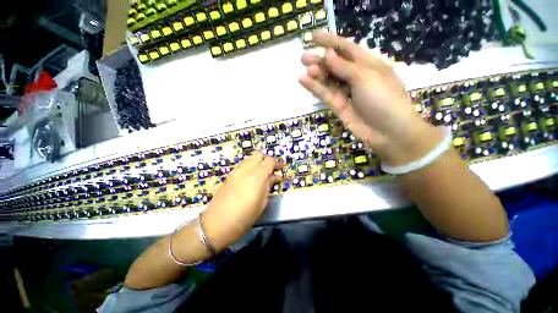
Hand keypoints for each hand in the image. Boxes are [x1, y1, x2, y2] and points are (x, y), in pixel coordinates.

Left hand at [202, 151, 282, 250]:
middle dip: (267, 160)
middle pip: (259, 155)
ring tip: (262, 173)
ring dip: (258, 162)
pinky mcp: (229, 175)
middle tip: (272, 170)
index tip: (281, 169)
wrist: (217, 224)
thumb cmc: (245, 216)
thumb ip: (268, 186)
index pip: (270, 161)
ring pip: (249, 158)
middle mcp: (246, 169)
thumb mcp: (262, 202)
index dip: (277, 164)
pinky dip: (249, 166)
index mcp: (257, 176)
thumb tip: (274, 177)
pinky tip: (251, 176)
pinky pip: (242, 165)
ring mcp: (236, 171)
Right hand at [298, 31, 443, 165]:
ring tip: (305, 68)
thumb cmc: (383, 99)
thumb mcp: (366, 77)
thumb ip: (345, 67)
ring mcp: (347, 93)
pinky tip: (304, 81)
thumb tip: (328, 54)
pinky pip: (326, 94)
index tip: (313, 37)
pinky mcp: (339, 107)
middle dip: (320, 60)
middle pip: (335, 65)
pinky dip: (315, 88)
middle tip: (303, 57)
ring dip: (317, 74)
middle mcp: (357, 77)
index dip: (331, 41)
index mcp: (368, 64)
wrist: (387, 132)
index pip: (347, 49)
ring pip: (329, 80)